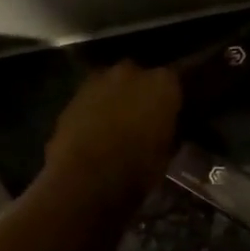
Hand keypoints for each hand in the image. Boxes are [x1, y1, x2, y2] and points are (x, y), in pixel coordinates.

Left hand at [44, 62, 181, 205]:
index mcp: (163, 83)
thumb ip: (169, 129)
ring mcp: (99, 81)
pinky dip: (95, 109)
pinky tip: (97, 130)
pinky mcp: (73, 95)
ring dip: (117, 97)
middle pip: (141, 76)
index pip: (176, 81)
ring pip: (113, 85)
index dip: (172, 97)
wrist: (87, 177)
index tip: (173, 111)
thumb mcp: (167, 152)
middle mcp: (132, 73)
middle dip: (142, 91)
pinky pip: (92, 98)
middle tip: (145, 115)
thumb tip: (166, 127)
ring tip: (119, 122)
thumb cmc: (139, 167)